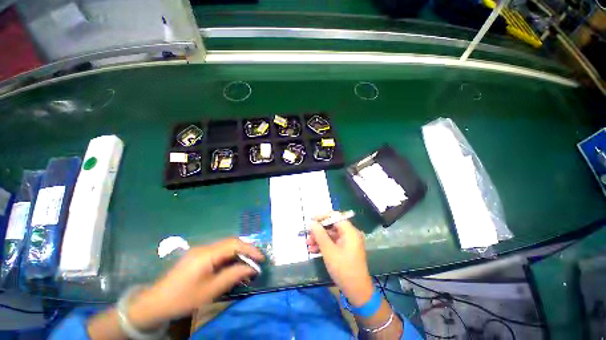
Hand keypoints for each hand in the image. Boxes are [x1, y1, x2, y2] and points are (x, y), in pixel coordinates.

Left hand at [128, 238, 263, 328]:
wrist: (156, 303)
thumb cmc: (184, 298)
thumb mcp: (211, 290)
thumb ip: (233, 275)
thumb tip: (251, 268)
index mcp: (207, 254)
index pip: (234, 244)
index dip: (250, 249)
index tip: (261, 258)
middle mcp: (205, 247)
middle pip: (231, 242)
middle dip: (246, 250)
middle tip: (256, 261)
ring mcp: (200, 250)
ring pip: (225, 246)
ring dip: (238, 253)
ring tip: (246, 264)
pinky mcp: (198, 255)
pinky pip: (218, 252)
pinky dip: (229, 257)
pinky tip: (231, 266)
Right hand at [306, 212, 373, 306]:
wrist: (357, 292)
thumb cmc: (343, 269)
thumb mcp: (329, 251)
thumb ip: (320, 235)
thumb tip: (312, 223)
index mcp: (350, 231)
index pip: (335, 217)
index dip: (322, 217)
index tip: (311, 220)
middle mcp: (350, 234)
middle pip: (332, 226)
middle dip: (319, 231)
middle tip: (308, 235)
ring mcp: (348, 243)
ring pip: (331, 235)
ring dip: (319, 239)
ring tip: (308, 244)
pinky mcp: (345, 250)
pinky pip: (333, 243)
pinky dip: (324, 245)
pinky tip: (313, 250)